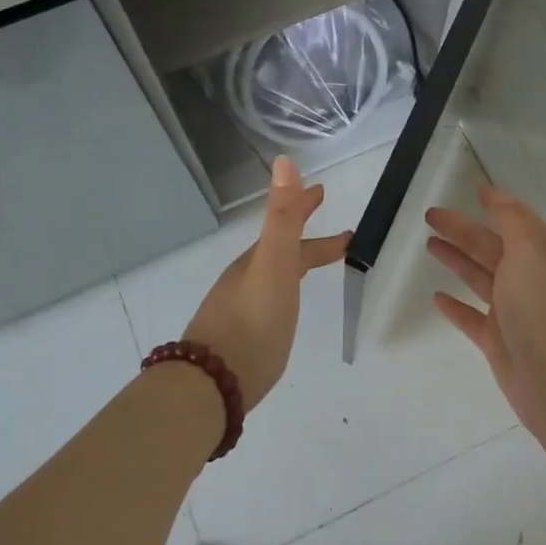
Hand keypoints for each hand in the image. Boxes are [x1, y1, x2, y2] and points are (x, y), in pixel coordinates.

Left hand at [183, 156, 349, 412]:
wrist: (211, 384)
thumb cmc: (251, 322)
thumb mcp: (273, 264)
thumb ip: (282, 217)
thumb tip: (284, 159)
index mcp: (258, 260)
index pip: (287, 224)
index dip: (305, 206)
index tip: (324, 191)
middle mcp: (247, 279)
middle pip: (280, 248)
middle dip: (304, 233)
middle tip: (334, 230)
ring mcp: (240, 308)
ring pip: (273, 275)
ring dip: (295, 262)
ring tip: (315, 267)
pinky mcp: (240, 339)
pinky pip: (268, 301)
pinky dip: (283, 291)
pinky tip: (284, 310)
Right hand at [425, 183, 545, 443]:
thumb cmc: (544, 309)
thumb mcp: (531, 252)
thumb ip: (512, 221)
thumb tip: (497, 197)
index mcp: (544, 255)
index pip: (518, 221)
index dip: (498, 205)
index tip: (476, 190)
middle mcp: (531, 280)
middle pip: (491, 247)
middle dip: (463, 230)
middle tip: (431, 216)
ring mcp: (514, 312)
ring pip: (479, 278)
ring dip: (457, 260)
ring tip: (429, 245)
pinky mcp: (498, 341)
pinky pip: (472, 317)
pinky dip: (455, 305)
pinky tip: (437, 296)